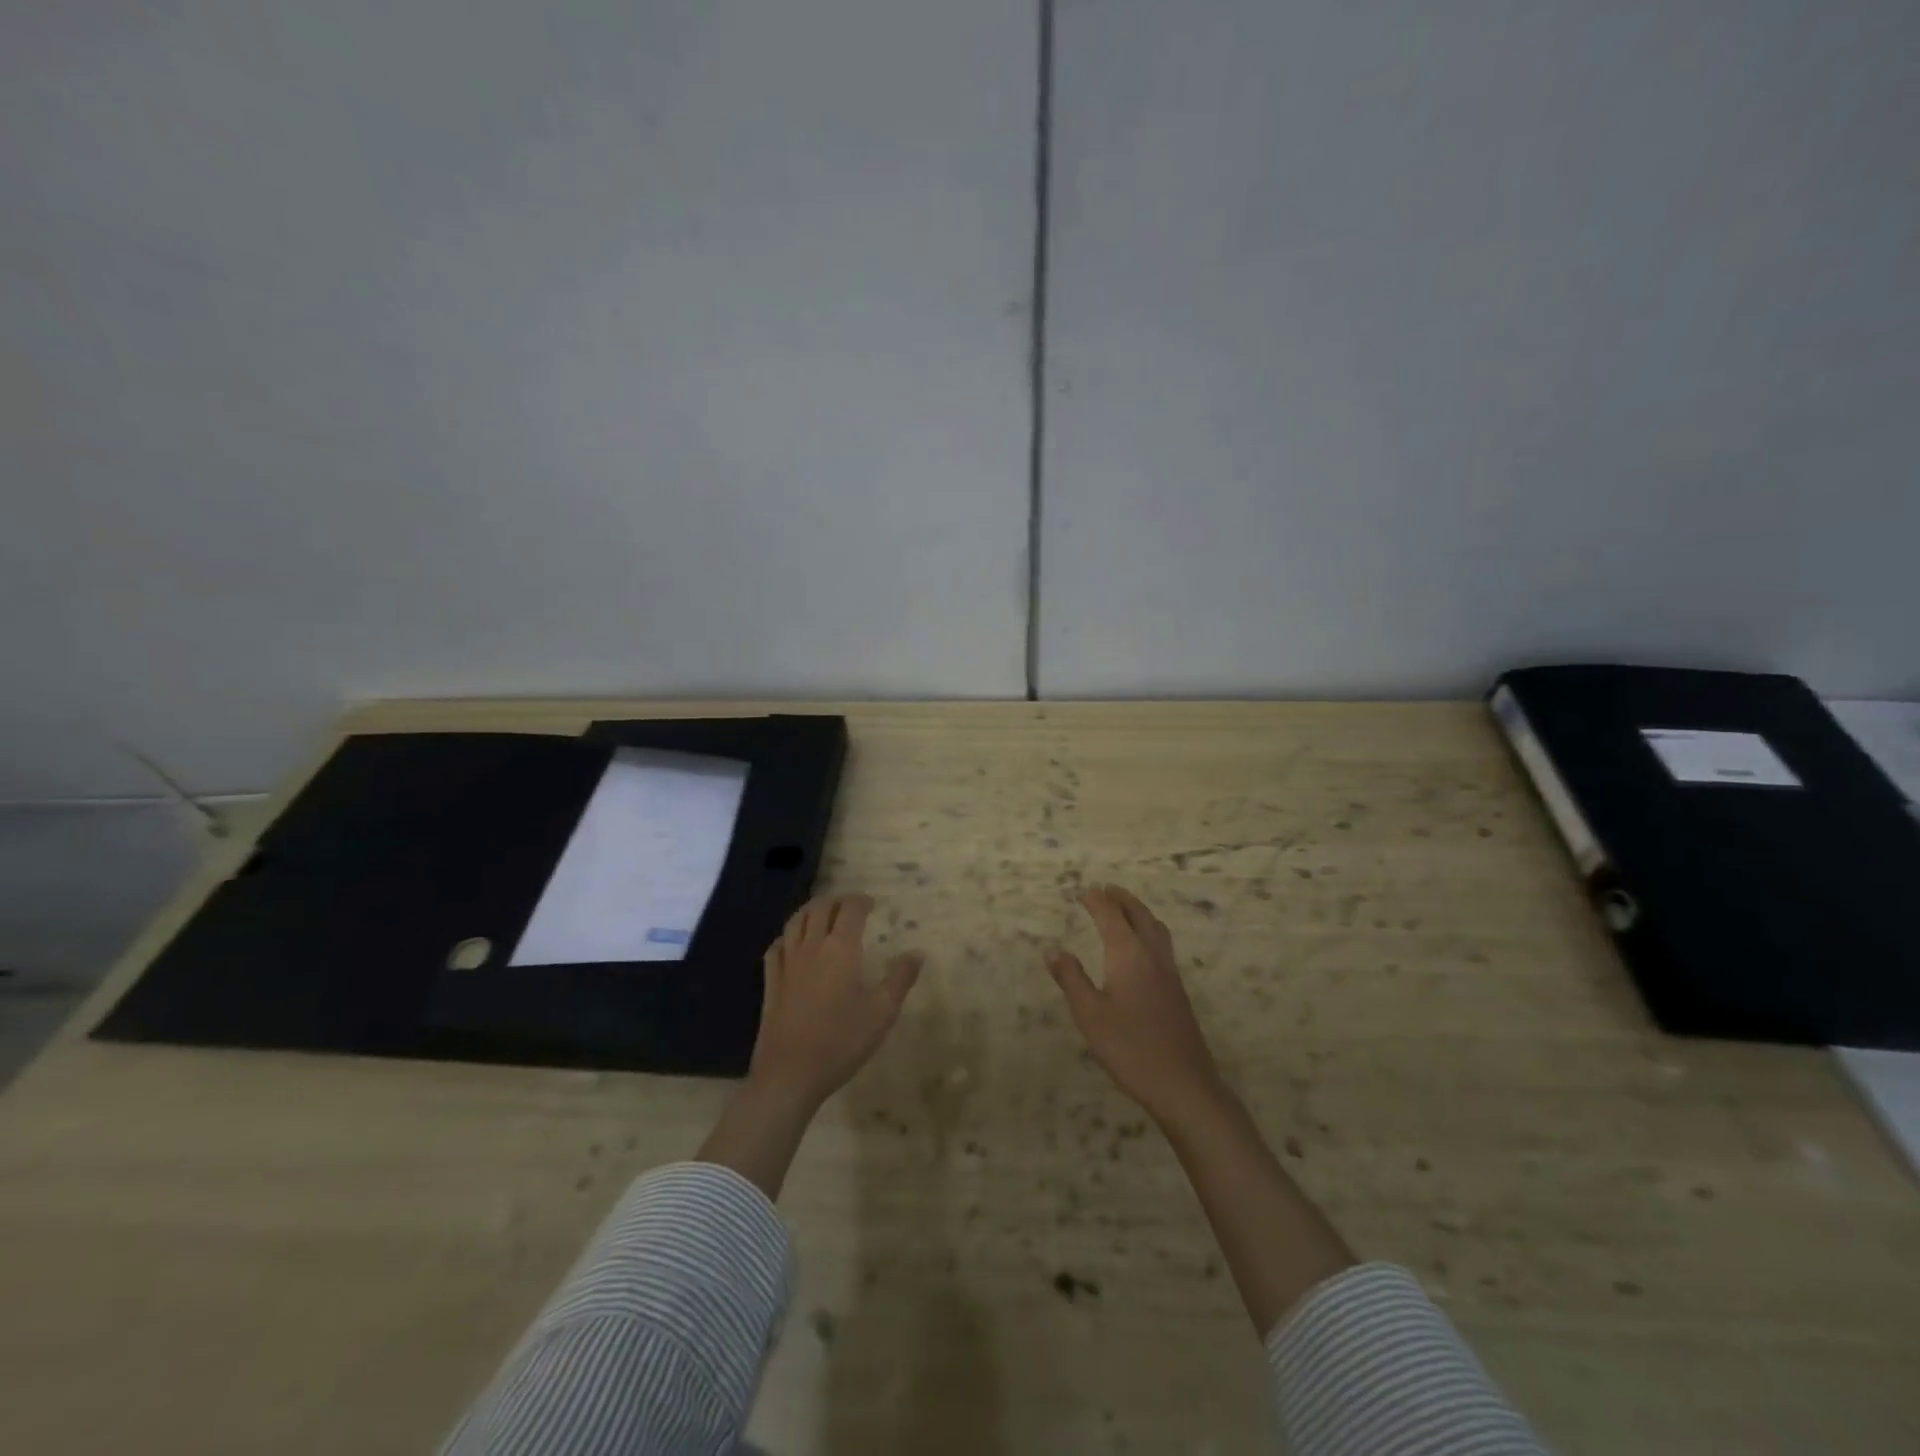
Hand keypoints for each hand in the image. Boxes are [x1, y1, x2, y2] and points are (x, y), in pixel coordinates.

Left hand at [749, 893, 922, 1107]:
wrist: (790, 1074)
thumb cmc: (842, 1040)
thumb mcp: (882, 1012)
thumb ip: (901, 978)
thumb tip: (917, 952)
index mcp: (841, 948)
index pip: (850, 909)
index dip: (861, 901)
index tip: (871, 904)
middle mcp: (812, 947)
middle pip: (820, 909)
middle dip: (836, 901)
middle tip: (849, 906)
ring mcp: (787, 964)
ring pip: (795, 922)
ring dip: (810, 911)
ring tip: (822, 915)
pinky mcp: (771, 983)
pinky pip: (776, 948)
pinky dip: (786, 937)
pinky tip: (791, 944)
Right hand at [1047, 884, 1223, 1123]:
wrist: (1183, 1084)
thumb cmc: (1130, 1047)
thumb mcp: (1089, 1014)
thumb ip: (1071, 979)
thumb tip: (1053, 951)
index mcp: (1129, 955)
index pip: (1112, 916)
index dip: (1097, 901)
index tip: (1084, 892)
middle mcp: (1152, 956)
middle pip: (1139, 915)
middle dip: (1122, 899)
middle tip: (1107, 889)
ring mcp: (1169, 974)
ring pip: (1156, 929)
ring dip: (1139, 912)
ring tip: (1126, 909)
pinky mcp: (1177, 992)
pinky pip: (1162, 946)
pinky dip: (1149, 931)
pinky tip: (1143, 949)